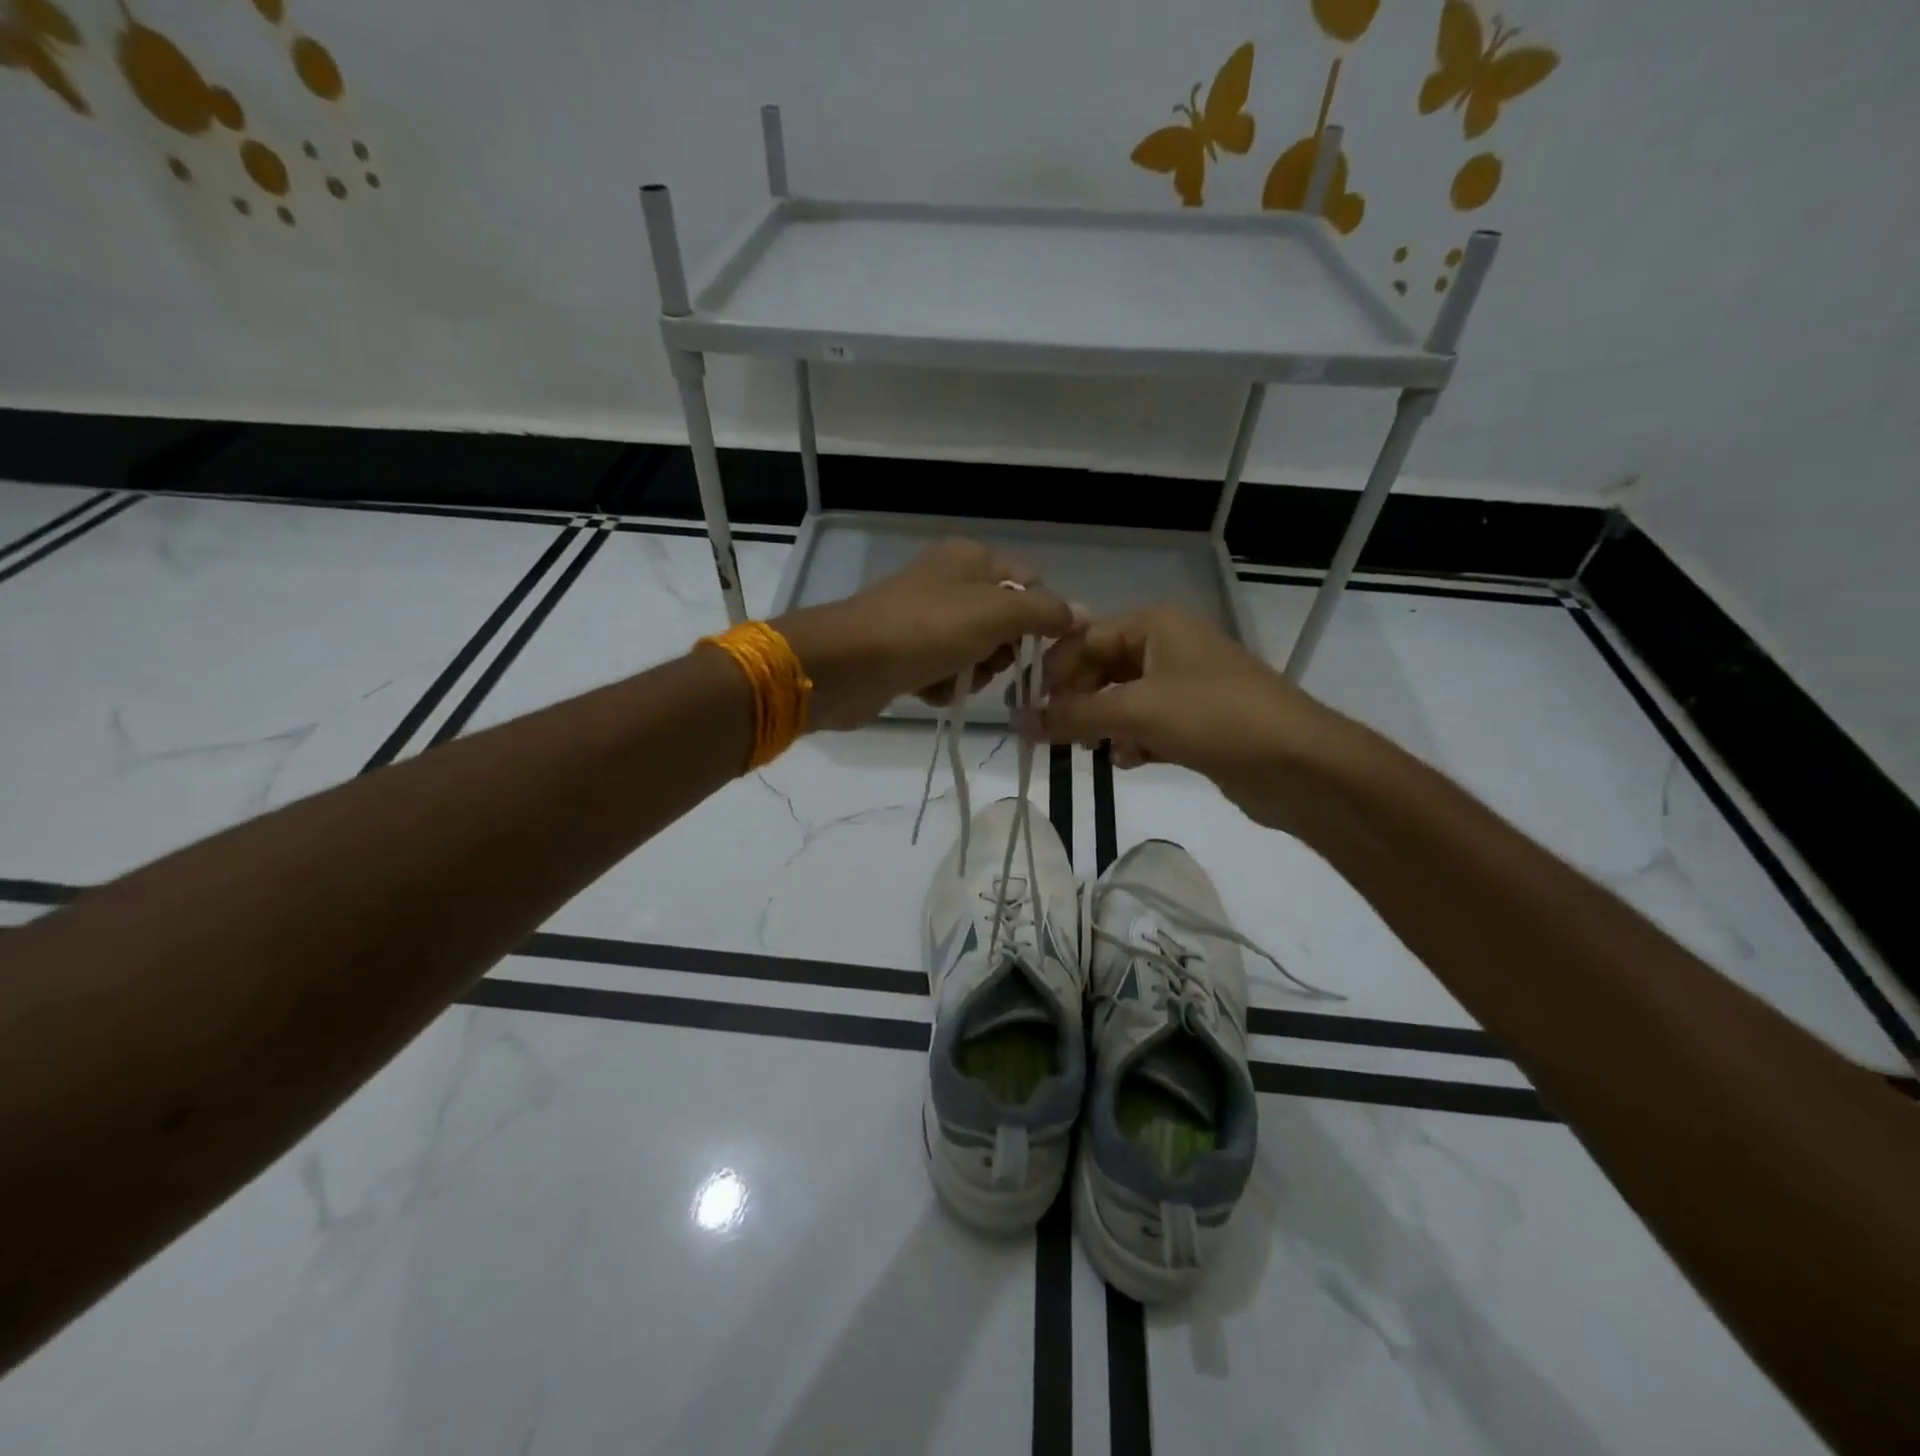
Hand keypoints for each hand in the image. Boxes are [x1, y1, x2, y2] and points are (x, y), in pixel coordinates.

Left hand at [776, 539, 1081, 731]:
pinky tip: (929, 690)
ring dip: (973, 672)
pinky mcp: (908, 653)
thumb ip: (1044, 613)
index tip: (1044, 650)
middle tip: (985, 661)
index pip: (1031, 584)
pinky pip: (947, 672)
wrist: (847, 665)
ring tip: (952, 677)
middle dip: (1002, 651)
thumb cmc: (926, 630)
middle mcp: (950, 582)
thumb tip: (1083, 614)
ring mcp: (926, 618)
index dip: (1042, 617)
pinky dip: (945, 685)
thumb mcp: (995, 614)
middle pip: (1006, 622)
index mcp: (972, 559)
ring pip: (978, 652)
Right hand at [1021, 604, 1349, 831]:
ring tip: (1091, 750)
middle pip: (1103, 668)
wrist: (1300, 764)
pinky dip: (1132, 740)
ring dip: (1103, 724)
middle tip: (1054, 734)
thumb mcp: (1136, 710)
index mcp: (1156, 624)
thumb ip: (1073, 715)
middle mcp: (1169, 646)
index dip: (1054, 672)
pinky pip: (1148, 725)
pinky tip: (1128, 761)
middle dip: (1078, 701)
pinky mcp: (1198, 722)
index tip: (1028, 709)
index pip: (1085, 638)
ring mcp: (1186, 685)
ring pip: (1123, 700)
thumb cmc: (1214, 718)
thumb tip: (1017, 722)